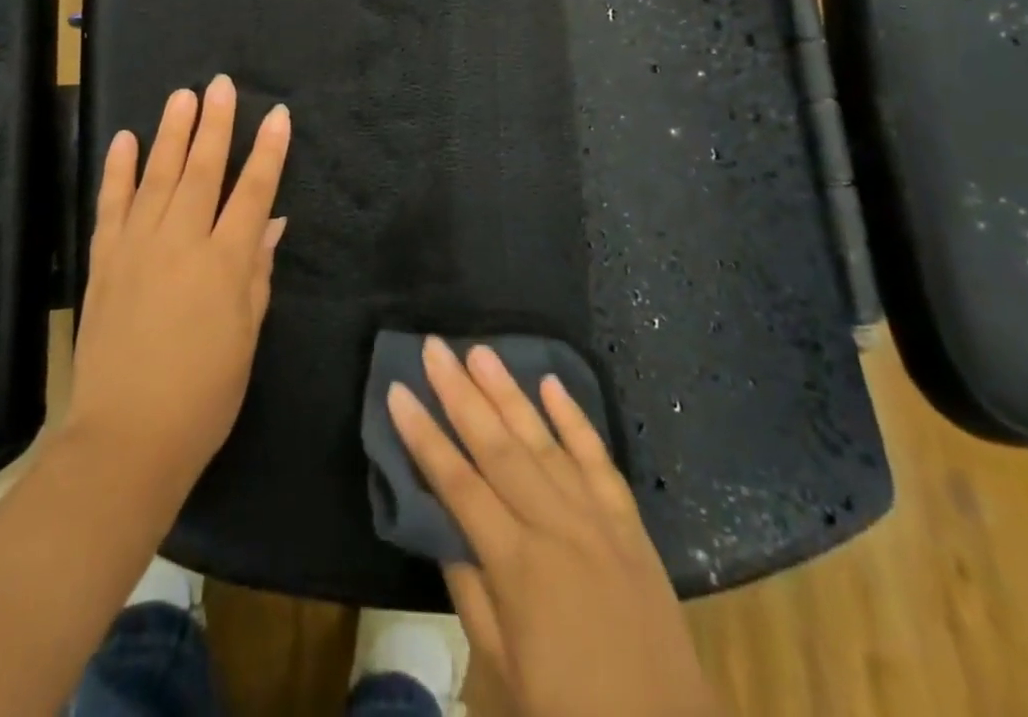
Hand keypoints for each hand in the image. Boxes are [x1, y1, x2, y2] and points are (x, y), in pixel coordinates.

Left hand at [65, 76, 291, 495]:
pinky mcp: (105, 261)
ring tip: (182, 96)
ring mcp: (138, 247)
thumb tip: (271, 224)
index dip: (269, 152)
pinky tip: (124, 140)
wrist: (126, 438)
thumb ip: (258, 273)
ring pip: (158, 176)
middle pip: (203, 171)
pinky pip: (112, 205)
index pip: (254, 192)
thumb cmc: (204, 395)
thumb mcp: (248, 336)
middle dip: (216, 124)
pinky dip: (117, 170)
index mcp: (226, 263)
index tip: (278, 116)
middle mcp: (182, 243)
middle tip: (221, 85)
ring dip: (172, 133)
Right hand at [388, 339, 718, 716]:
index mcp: (517, 566)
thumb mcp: (505, 670)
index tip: (398, 391)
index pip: (457, 484)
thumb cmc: (573, 716)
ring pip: (543, 440)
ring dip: (508, 392)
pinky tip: (551, 383)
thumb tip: (446, 528)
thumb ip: (471, 591)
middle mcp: (555, 526)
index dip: (424, 436)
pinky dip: (574, 418)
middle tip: (435, 348)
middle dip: (460, 393)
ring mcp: (597, 518)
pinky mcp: (629, 522)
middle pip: (497, 446)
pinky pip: (598, 458)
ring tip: (480, 351)